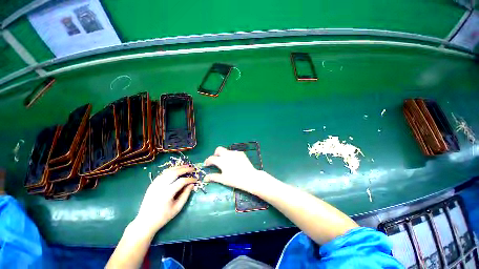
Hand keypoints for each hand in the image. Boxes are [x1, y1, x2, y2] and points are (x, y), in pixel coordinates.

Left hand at [134, 165, 195, 234]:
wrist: (145, 221)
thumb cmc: (163, 216)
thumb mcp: (177, 207)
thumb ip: (186, 194)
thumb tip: (192, 184)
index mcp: (167, 193)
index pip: (181, 181)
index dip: (190, 179)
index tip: (196, 179)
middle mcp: (161, 186)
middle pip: (174, 173)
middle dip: (185, 169)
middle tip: (193, 168)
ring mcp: (155, 184)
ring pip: (168, 171)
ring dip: (178, 167)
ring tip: (186, 166)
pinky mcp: (152, 184)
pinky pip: (163, 174)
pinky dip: (171, 170)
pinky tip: (176, 170)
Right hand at [204, 146, 265, 193]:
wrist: (250, 177)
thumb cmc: (235, 179)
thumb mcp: (223, 179)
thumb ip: (214, 177)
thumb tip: (206, 177)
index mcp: (222, 160)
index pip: (211, 158)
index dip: (207, 161)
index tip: (207, 164)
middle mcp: (227, 154)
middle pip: (219, 149)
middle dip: (216, 153)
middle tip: (216, 160)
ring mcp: (235, 153)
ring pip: (227, 150)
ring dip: (224, 154)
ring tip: (226, 162)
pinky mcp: (241, 153)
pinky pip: (234, 152)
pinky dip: (231, 155)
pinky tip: (234, 162)